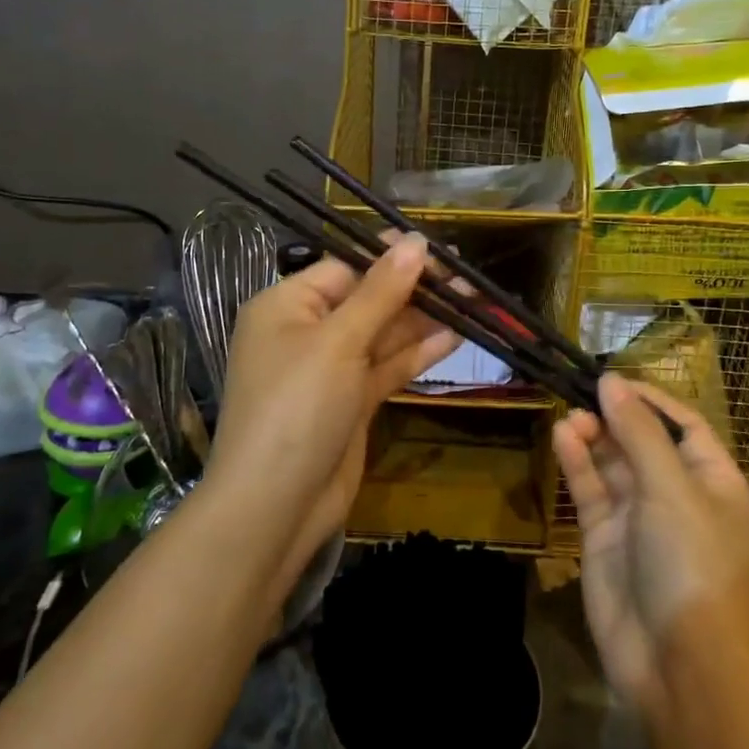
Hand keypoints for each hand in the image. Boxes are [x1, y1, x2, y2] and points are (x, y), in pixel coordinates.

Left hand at [203, 235, 457, 597]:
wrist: (275, 507)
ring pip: (382, 334)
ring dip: (422, 321)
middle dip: (414, 290)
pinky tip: (454, 339)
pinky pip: (386, 367)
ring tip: (473, 305)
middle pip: (367, 299)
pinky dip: (416, 354)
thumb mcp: (338, 342)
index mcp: (287, 306)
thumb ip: (380, 292)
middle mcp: (306, 332)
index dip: (391, 258)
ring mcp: (330, 370)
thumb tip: (415, 241)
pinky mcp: (350, 402)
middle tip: (468, 282)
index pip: (345, 267)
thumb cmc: (297, 407)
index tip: (439, 251)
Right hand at [552, 376, 748, 718]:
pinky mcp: (607, 540)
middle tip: (580, 392)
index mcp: (712, 481)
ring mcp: (640, 518)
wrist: (681, 666)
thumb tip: (611, 382)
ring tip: (570, 415)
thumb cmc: (693, 563)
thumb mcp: (671, 489)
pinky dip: (578, 463)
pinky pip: (592, 491)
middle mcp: (677, 494)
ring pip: (613, 463)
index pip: (683, 424)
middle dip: (615, 416)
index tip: (614, 379)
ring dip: (593, 436)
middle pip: (643, 440)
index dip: (651, 399)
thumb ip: (638, 432)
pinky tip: (561, 437)